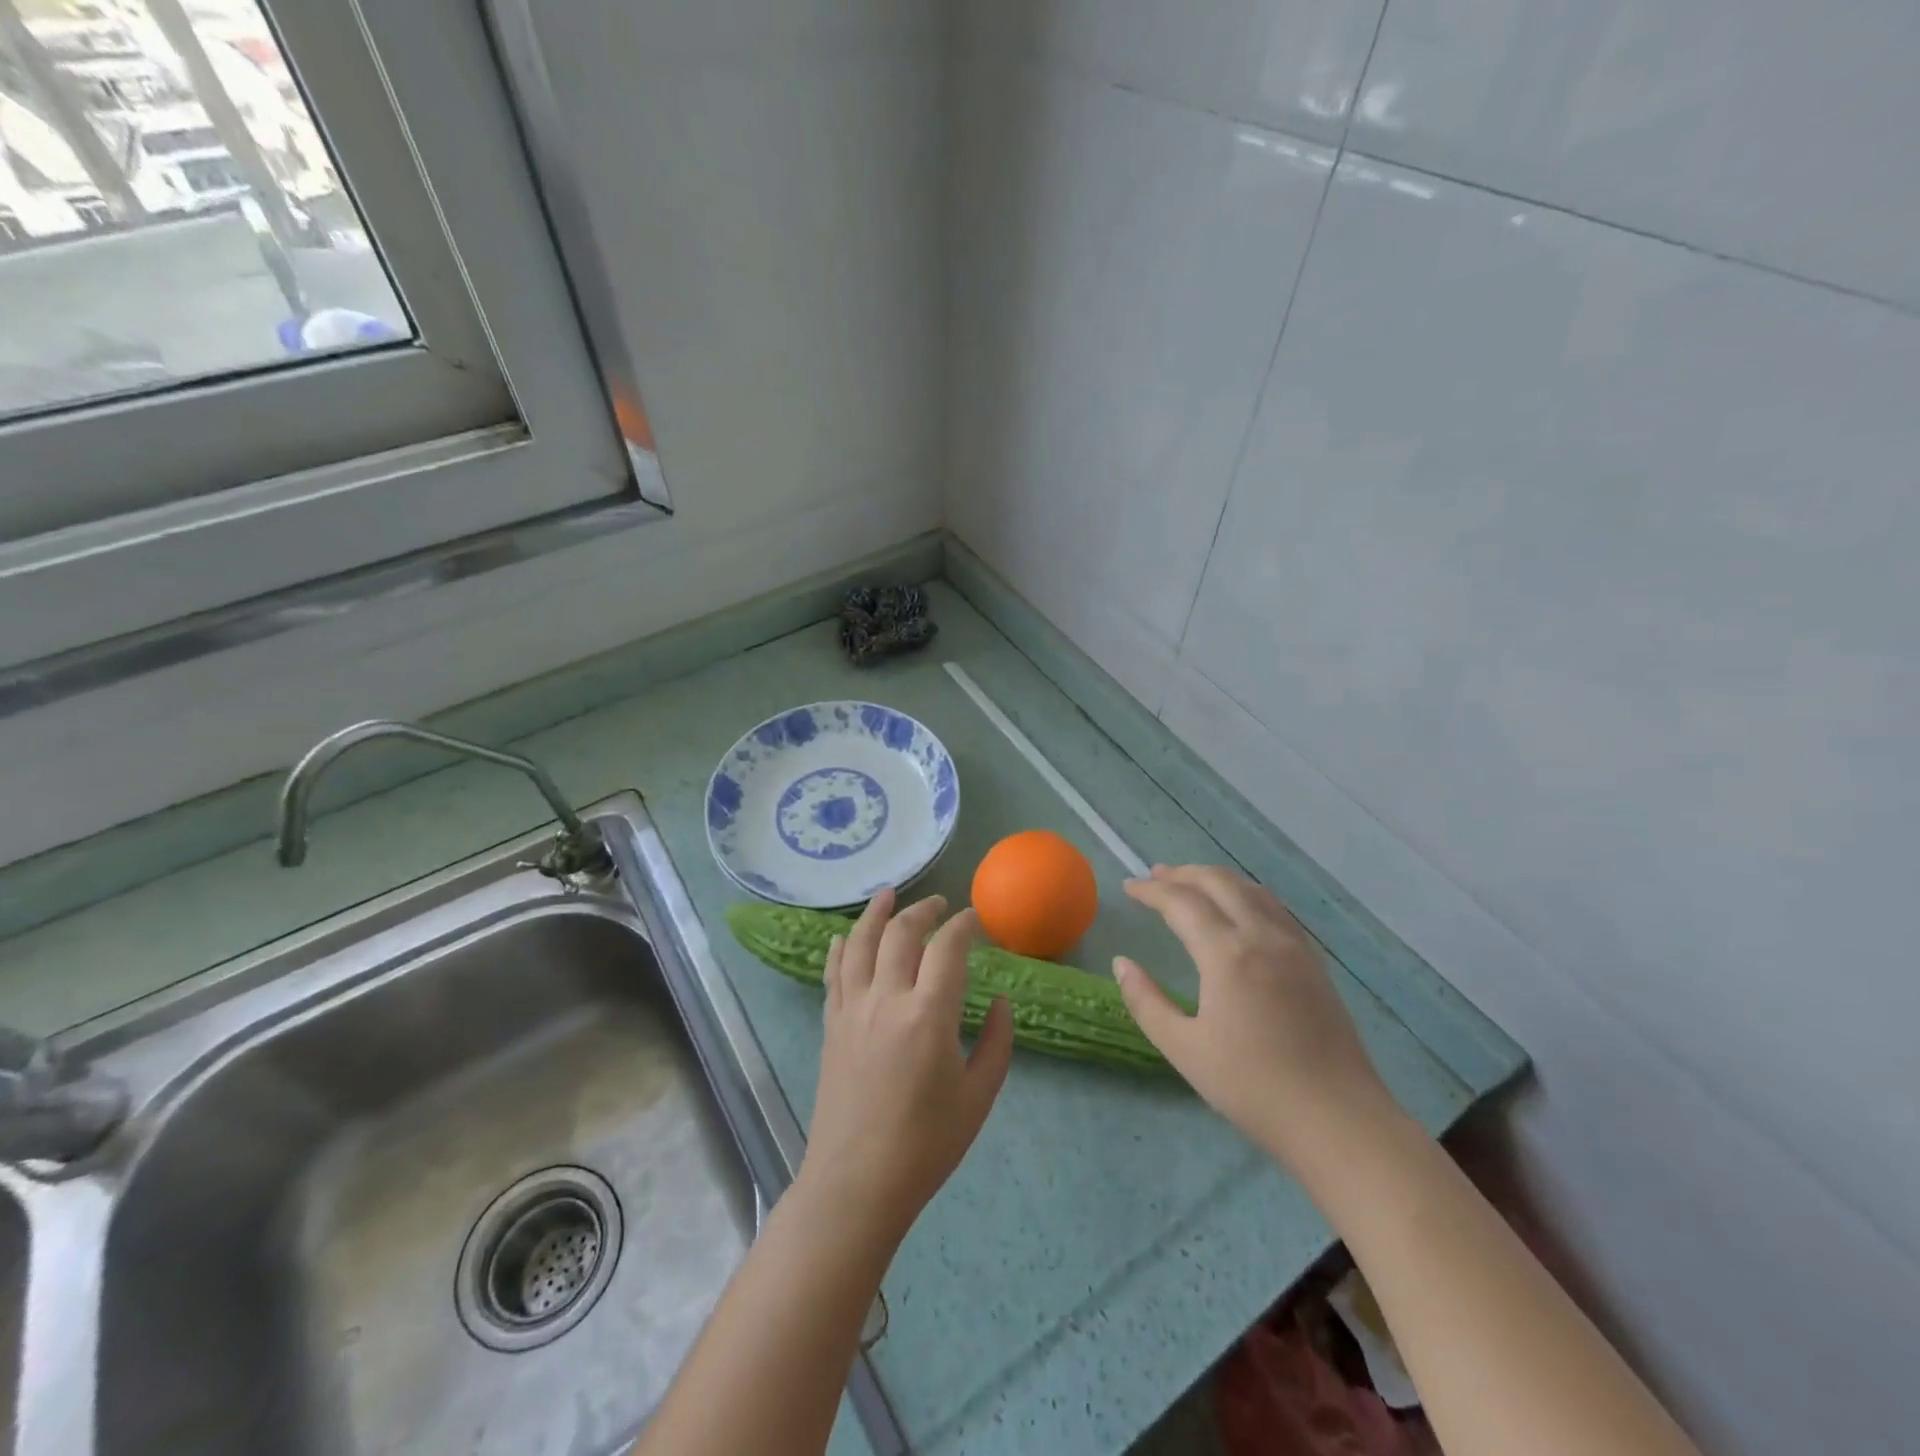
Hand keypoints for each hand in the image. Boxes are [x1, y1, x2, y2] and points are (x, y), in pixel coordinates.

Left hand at [796, 888, 1013, 1247]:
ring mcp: (852, 1009)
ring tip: (889, 893)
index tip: (975, 920)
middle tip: (941, 905)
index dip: (964, 926)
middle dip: (924, 911)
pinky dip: (841, 947)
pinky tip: (844, 935)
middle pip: (901, 933)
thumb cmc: (926, 1145)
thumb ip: (996, 1043)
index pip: (948, 948)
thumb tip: (999, 1002)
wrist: (857, 1183)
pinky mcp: (831, 1024)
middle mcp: (887, 999)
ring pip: (860, 942)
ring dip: (876, 913)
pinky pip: (833, 972)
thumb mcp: (979, 1097)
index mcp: (929, 1015)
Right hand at [1114, 865, 1392, 1163]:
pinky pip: (1275, 908)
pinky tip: (1238, 909)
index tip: (1128, 888)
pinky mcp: (1314, 961)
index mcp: (1227, 954)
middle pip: (1219, 882)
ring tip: (1190, 884)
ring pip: (1251, 889)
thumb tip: (1121, 963)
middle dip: (1182, 874)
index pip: (1182, 902)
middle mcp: (1262, 936)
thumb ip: (1146, 1002)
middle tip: (1154, 877)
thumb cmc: (1253, 1087)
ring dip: (1215, 879)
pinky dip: (1245, 894)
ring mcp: (1294, 946)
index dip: (1151, 890)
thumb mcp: (1184, 1050)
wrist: (1338, 1120)